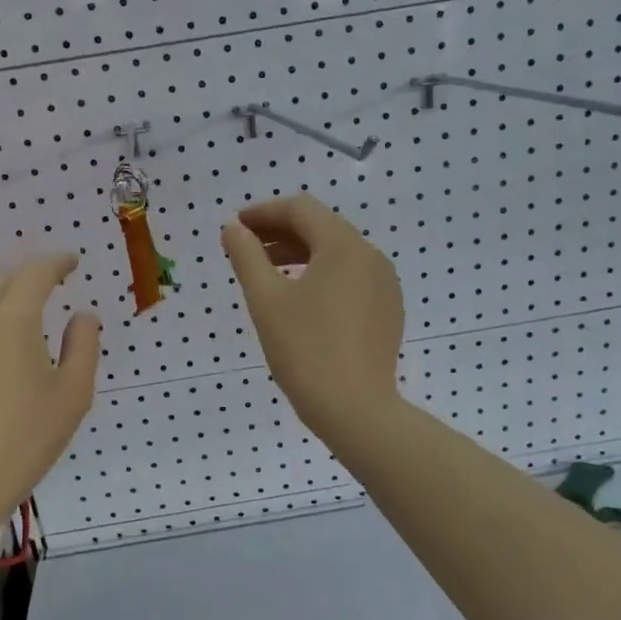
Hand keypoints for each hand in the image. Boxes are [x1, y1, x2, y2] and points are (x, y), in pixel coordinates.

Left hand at [0, 255, 99, 534]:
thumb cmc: (24, 441)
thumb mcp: (73, 395)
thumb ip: (83, 346)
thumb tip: (83, 316)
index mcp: (12, 320)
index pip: (35, 273)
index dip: (56, 262)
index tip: (71, 262)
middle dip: (26, 278)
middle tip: (47, 287)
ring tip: (14, 311)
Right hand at [221, 194, 405, 447]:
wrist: (355, 409)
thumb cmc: (305, 350)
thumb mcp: (266, 300)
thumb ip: (247, 256)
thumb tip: (232, 229)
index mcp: (344, 246)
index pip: (301, 209)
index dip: (264, 212)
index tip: (235, 226)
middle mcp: (371, 256)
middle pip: (321, 228)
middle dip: (280, 232)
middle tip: (245, 247)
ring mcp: (384, 284)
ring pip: (337, 254)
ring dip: (300, 253)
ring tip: (267, 270)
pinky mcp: (387, 310)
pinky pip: (351, 278)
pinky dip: (321, 275)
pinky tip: (301, 298)